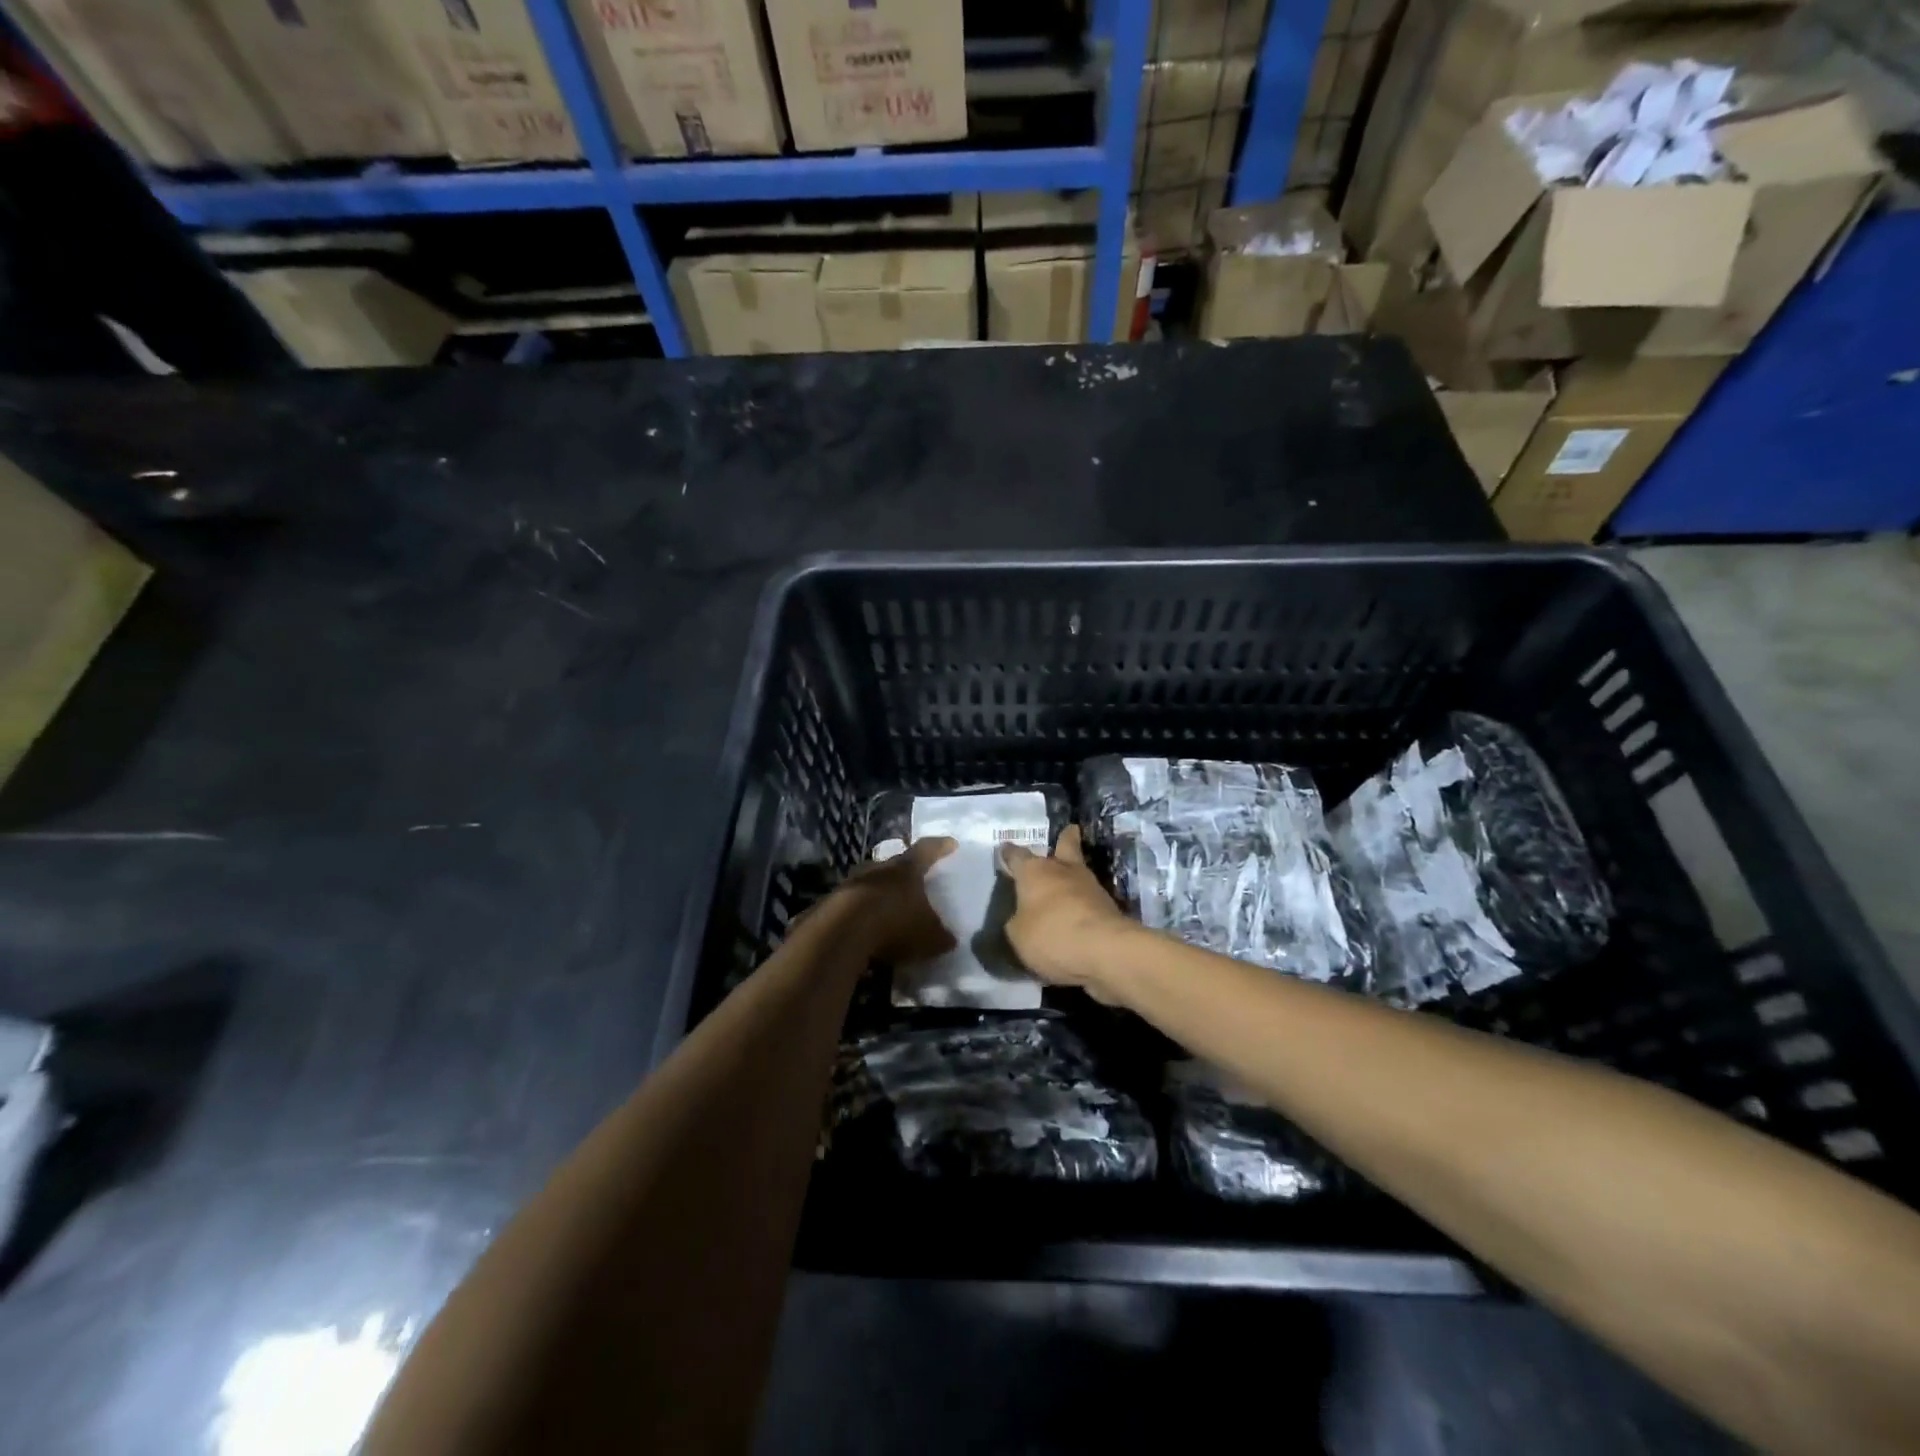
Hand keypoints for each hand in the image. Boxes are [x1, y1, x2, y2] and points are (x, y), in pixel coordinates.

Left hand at [839, 836, 957, 965]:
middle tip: (915, 881)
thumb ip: (941, 936)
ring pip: (871, 884)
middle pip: (895, 865)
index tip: (951, 844)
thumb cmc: (895, 924)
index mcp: (907, 869)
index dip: (940, 847)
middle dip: (905, 873)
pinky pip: (853, 906)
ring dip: (880, 894)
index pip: (927, 850)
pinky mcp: (832, 904)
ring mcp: (852, 884)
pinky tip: (867, 930)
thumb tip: (949, 939)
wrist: (842, 933)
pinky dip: (862, 915)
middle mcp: (879, 869)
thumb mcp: (929, 936)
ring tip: (890, 909)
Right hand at [998, 826, 1137, 999]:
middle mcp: (1063, 870)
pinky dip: (1083, 903)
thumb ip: (1017, 922)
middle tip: (1068, 832)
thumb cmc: (1051, 935)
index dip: (1009, 853)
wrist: (1104, 949)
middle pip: (1065, 846)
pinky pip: (1089, 900)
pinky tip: (1077, 914)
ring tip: (1066, 885)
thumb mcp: (1018, 935)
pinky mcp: (1108, 907)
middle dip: (1065, 839)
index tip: (1005, 849)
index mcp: (1034, 871)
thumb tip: (1022, 918)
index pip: (1017, 855)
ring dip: (1073, 877)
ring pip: (1079, 873)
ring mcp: (1090, 886)